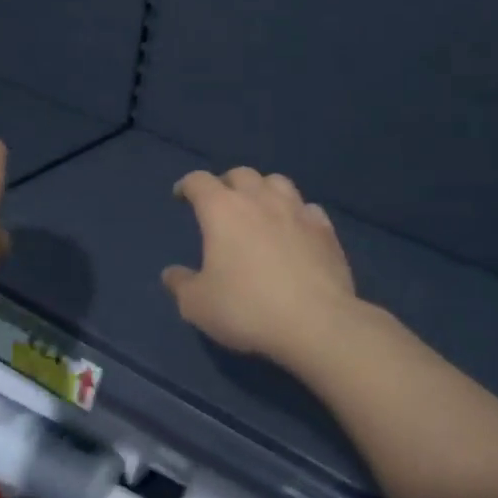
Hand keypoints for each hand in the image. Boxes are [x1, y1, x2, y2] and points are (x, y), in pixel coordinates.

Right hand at [162, 167, 357, 367]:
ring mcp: (296, 211)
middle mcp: (259, 199)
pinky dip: (296, 213)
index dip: (187, 185)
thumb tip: (171, 274)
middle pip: (240, 174)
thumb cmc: (248, 309)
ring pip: (277, 182)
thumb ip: (181, 285)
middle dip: (226, 183)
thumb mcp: (198, 305)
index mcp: (222, 209)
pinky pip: (308, 208)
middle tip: (221, 203)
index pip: (199, 181)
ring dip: (263, 189)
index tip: (181, 196)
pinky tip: (295, 229)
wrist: (317, 324)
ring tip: (259, 208)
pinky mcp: (325, 230)